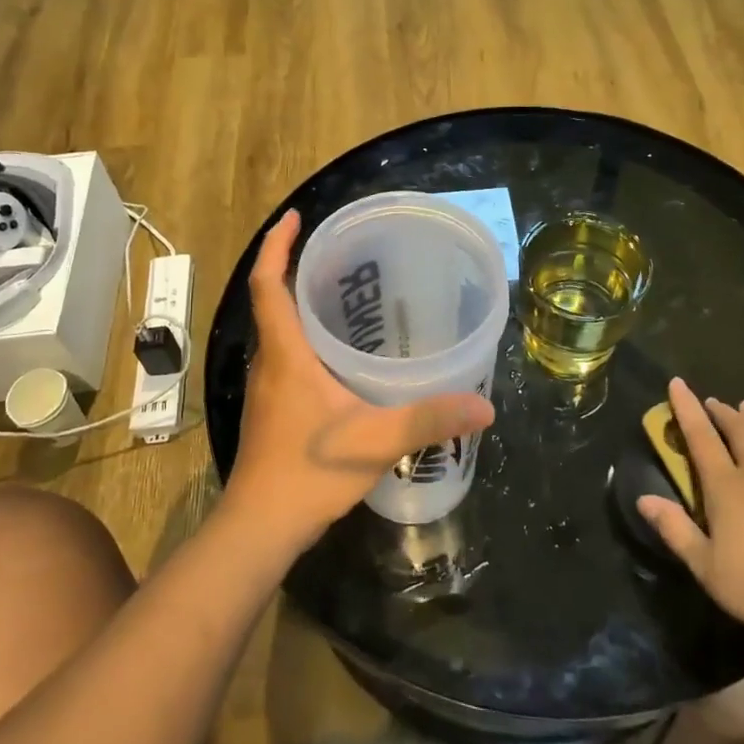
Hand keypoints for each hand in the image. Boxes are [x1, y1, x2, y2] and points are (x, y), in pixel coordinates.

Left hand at [222, 210, 495, 555]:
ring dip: (300, 304)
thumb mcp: (376, 441)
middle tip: (341, 254)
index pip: (268, 284)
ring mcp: (267, 387)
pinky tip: (341, 355)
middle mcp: (269, 362)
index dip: (277, 246)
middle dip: (296, 268)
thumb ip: (428, 419)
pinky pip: (286, 356)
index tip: (295, 217)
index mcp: (285, 354)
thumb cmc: (308, 474)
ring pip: (279, 330)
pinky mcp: (272, 408)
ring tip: (347, 294)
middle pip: (273, 301)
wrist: (259, 527)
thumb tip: (483, 406)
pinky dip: (305, 338)